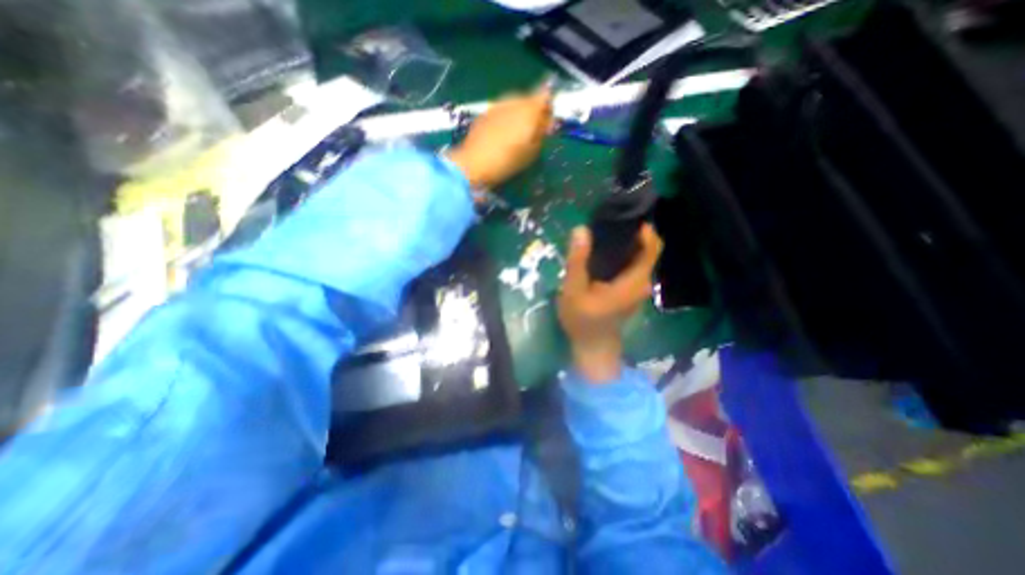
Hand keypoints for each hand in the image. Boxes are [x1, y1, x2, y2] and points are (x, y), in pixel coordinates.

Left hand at [444, 86, 552, 188]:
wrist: (475, 163)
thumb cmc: (508, 161)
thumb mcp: (532, 152)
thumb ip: (541, 134)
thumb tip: (546, 124)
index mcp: (529, 109)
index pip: (545, 96)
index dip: (548, 108)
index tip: (547, 123)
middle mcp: (514, 100)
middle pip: (529, 99)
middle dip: (533, 111)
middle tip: (533, 131)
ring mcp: (497, 104)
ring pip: (513, 104)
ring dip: (518, 115)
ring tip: (516, 135)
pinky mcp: (484, 112)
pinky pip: (501, 111)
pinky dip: (505, 119)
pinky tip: (501, 136)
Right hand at [558, 222, 661, 382]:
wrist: (593, 348)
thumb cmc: (582, 321)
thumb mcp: (574, 290)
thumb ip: (577, 261)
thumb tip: (581, 229)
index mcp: (634, 281)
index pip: (652, 247)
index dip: (644, 229)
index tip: (624, 216)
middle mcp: (642, 282)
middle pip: (646, 249)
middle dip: (630, 233)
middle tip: (606, 222)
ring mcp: (638, 288)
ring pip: (639, 258)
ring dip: (625, 244)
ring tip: (602, 234)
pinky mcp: (630, 291)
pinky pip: (633, 266)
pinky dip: (622, 255)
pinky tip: (603, 253)